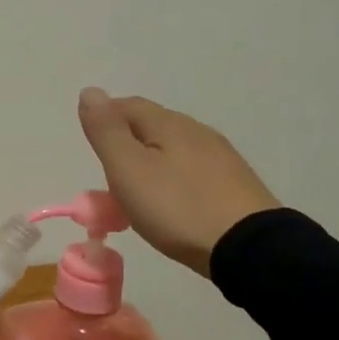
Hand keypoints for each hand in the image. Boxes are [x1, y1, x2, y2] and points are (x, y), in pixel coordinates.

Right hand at [77, 88, 280, 276]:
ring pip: (172, 149)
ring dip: (149, 163)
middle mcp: (196, 131)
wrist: (249, 248)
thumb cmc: (178, 208)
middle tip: (109, 179)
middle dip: (126, 144)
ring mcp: (220, 157)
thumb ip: (107, 132)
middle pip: (151, 126)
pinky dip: (172, 180)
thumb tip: (90, 91)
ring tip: (137, 196)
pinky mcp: (234, 183)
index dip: (104, 120)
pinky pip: (192, 171)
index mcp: (168, 123)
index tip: (91, 150)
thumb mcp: (129, 170)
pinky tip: (172, 204)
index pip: (127, 105)